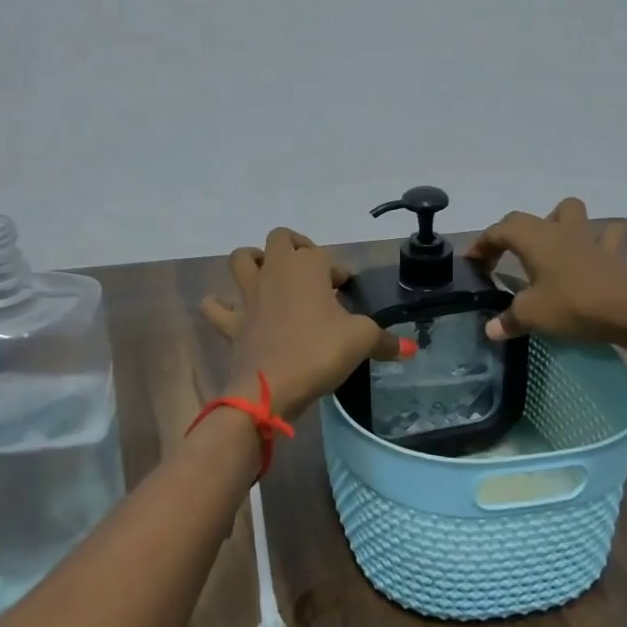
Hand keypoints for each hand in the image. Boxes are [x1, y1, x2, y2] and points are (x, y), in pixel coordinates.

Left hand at [199, 228, 407, 422]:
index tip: (344, 290)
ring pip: (241, 259)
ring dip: (252, 261)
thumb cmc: (319, 352)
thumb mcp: (361, 342)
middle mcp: (276, 272)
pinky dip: (220, 305)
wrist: (270, 387)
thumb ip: (385, 341)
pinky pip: (216, 307)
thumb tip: (410, 348)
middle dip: (295, 247)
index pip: (324, 255)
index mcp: (308, 268)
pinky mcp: (232, 323)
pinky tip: (229, 310)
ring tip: (267, 276)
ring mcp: (249, 296)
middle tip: (310, 271)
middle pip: (280, 239)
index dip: (336, 270)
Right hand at [465, 199, 626, 343]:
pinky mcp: (614, 254)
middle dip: (510, 233)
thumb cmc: (574, 304)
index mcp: (534, 238)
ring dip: (556, 222)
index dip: (481, 244)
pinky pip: (605, 237)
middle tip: (502, 256)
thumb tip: (490, 329)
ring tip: (548, 245)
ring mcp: (589, 238)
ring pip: (569, 213)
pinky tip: (592, 255)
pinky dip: (596, 241)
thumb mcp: (532, 315)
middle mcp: (558, 230)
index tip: (470, 261)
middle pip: (527, 219)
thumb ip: (508, 320)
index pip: (498, 231)